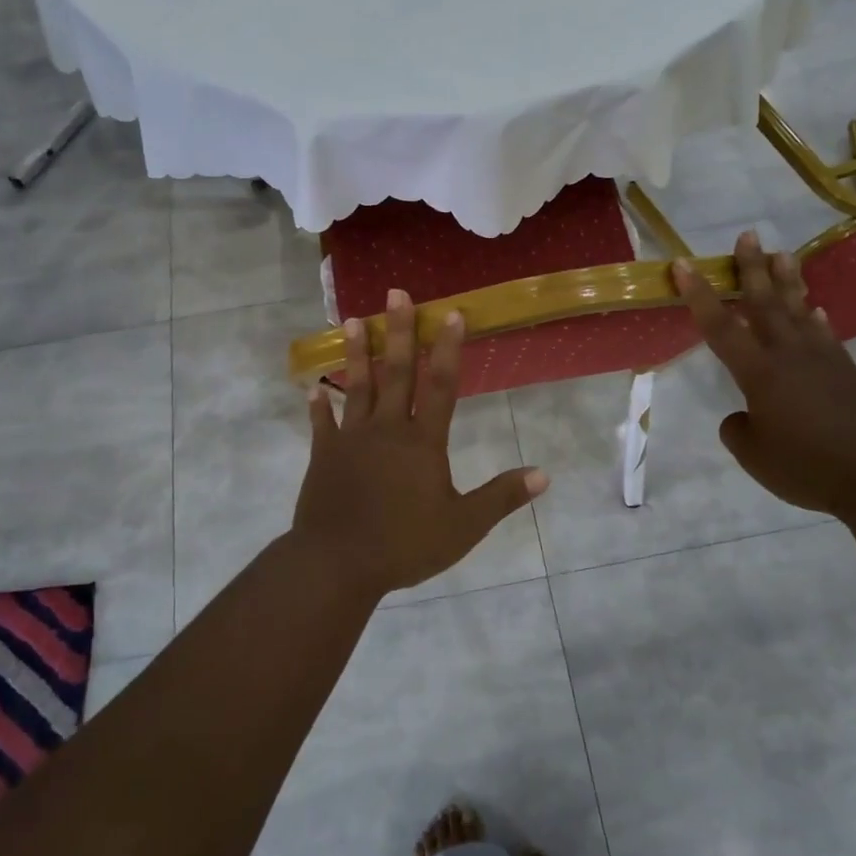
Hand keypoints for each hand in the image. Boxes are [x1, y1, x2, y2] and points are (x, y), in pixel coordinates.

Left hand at [291, 289, 549, 598]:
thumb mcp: (463, 526)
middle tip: (396, 293)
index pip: (440, 385)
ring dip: (357, 353)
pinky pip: (322, 424)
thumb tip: (543, 475)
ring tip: (354, 320)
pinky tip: (312, 388)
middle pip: (396, 373)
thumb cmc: (405, 543)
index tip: (450, 313)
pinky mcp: (324, 455)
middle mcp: (387, 429)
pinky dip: (318, 406)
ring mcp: (351, 439)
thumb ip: (501, 496)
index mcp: (422, 442)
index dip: (447, 348)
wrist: (338, 563)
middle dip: (399, 331)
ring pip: (357, 387)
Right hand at [675, 231, 855, 520]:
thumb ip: (739, 429)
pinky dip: (815, 319)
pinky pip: (825, 334)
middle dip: (752, 269)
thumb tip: (747, 415)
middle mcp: (789, 356)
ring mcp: (823, 360)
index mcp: (760, 373)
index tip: (682, 264)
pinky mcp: (847, 372)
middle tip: (747, 236)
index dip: (699, 295)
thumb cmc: (809, 467)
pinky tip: (814, 310)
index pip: (721, 327)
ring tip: (782, 254)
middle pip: (766, 303)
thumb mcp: (755, 456)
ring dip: (788, 281)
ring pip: (799, 310)